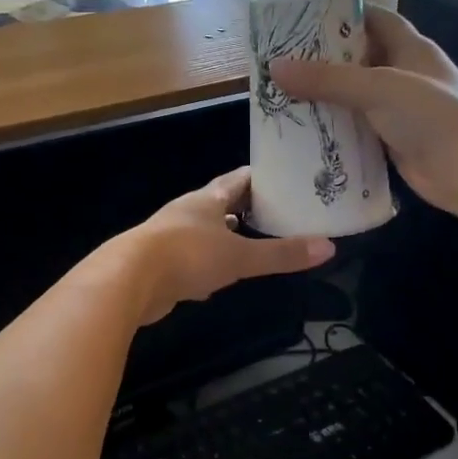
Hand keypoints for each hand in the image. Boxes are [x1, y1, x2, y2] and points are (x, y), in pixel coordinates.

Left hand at [119, 167, 333, 325]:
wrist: (128, 281)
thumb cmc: (187, 256)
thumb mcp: (240, 256)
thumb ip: (281, 254)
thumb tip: (329, 248)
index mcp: (206, 200)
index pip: (239, 179)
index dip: (262, 178)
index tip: (287, 178)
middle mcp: (187, 213)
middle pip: (221, 204)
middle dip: (248, 209)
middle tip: (279, 214)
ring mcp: (171, 239)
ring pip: (206, 233)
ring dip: (227, 237)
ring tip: (254, 243)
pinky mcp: (160, 266)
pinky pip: (192, 260)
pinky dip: (209, 265)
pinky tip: (219, 278)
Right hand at [269, 8, 457, 219]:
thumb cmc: (429, 115)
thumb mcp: (376, 88)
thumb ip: (327, 79)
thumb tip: (275, 68)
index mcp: (411, 48)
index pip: (376, 20)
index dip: (344, 15)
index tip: (305, 19)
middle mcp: (406, 74)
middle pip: (361, 59)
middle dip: (326, 60)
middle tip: (284, 61)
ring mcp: (401, 110)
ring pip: (357, 97)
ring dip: (328, 97)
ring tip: (285, 95)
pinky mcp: (395, 140)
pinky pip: (359, 128)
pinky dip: (336, 128)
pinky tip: (306, 131)